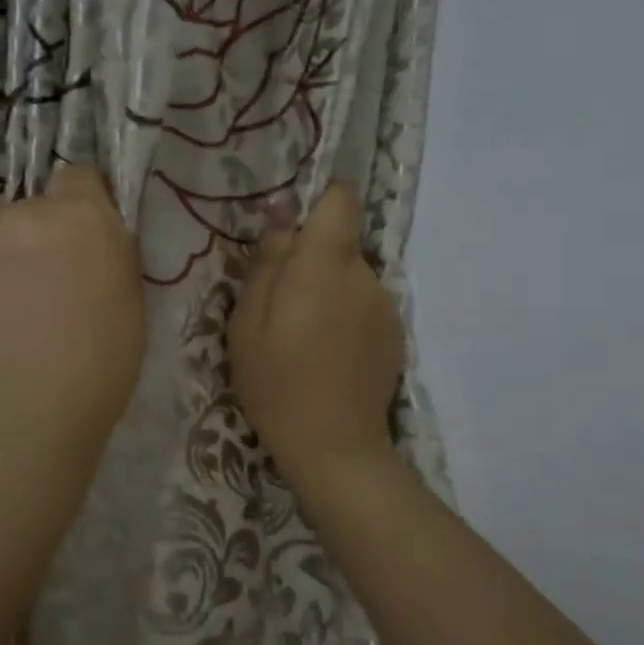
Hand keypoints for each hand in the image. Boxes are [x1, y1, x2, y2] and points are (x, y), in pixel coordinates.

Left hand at [0, 164, 144, 477]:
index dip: (79, 209)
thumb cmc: (94, 375)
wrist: (16, 425)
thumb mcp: (128, 308)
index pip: (77, 178)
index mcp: (79, 219)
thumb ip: (106, 261)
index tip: (77, 246)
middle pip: (25, 218)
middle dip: (31, 249)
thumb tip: (86, 251)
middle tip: (34, 305)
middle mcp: (19, 215)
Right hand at [229, 182, 404, 488]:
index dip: (322, 198)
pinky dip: (347, 317)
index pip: (342, 200)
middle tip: (281, 303)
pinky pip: (365, 306)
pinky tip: (330, 354)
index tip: (295, 223)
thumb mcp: (248, 321)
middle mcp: (364, 275)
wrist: (334, 446)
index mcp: (324, 265)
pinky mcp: (395, 334)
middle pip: (341, 244)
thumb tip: (281, 213)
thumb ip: (268, 261)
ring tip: (304, 336)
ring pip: (352, 277)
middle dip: (313, 260)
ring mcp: (386, 306)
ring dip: (329, 292)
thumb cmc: (276, 381)